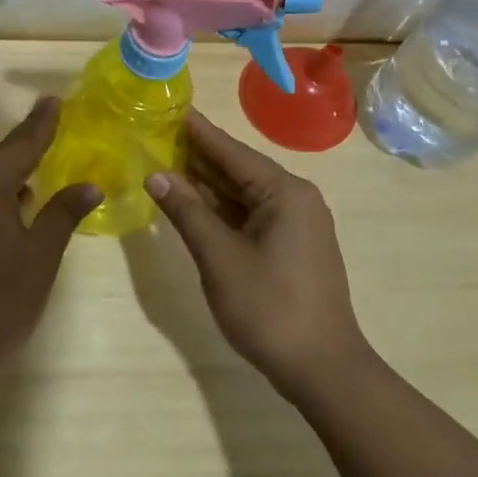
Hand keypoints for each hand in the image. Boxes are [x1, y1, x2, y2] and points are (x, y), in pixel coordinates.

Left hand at [0, 99, 100, 386]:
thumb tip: (89, 184)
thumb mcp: (40, 256)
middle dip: (26, 145)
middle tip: (53, 127)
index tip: (55, 99)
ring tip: (39, 166)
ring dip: (10, 173)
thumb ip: (63, 213)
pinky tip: (13, 205)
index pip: (20, 145)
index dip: (42, 123)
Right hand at [145, 111, 367, 397]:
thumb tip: (156, 175)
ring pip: (243, 193)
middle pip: (238, 168)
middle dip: (197, 155)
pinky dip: (220, 208)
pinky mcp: (290, 246)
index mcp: (284, 192)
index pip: (231, 151)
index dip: (197, 131)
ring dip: (206, 183)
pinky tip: (191, 203)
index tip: (169, 108)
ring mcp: (295, 224)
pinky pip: (249, 214)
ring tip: (164, 162)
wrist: (322, 368)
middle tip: (156, 134)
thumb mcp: (219, 257)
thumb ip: (187, 212)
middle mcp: (295, 199)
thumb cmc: (269, 307)